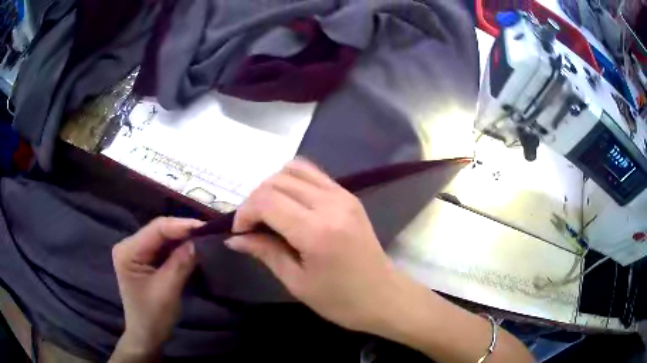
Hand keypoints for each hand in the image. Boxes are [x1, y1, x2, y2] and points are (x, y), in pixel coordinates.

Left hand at [111, 217, 203, 358]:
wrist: (147, 335)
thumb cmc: (153, 316)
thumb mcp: (168, 290)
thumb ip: (181, 263)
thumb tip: (199, 240)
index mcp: (128, 250)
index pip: (156, 229)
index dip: (181, 225)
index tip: (206, 226)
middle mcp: (129, 245)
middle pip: (159, 231)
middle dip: (183, 231)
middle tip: (209, 232)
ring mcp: (137, 251)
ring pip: (163, 238)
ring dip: (183, 239)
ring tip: (205, 238)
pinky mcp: (145, 259)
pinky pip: (164, 248)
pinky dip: (179, 249)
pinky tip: (193, 248)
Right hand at [225, 159, 401, 331]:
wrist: (384, 296)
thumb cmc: (341, 300)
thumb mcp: (297, 282)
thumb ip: (265, 252)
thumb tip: (234, 238)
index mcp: (317, 231)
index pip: (266, 201)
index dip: (244, 213)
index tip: (239, 233)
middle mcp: (331, 203)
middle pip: (276, 181)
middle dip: (255, 200)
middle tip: (252, 227)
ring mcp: (343, 195)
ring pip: (294, 169)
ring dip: (272, 187)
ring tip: (269, 213)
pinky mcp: (349, 195)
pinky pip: (313, 174)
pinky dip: (292, 182)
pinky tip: (289, 205)